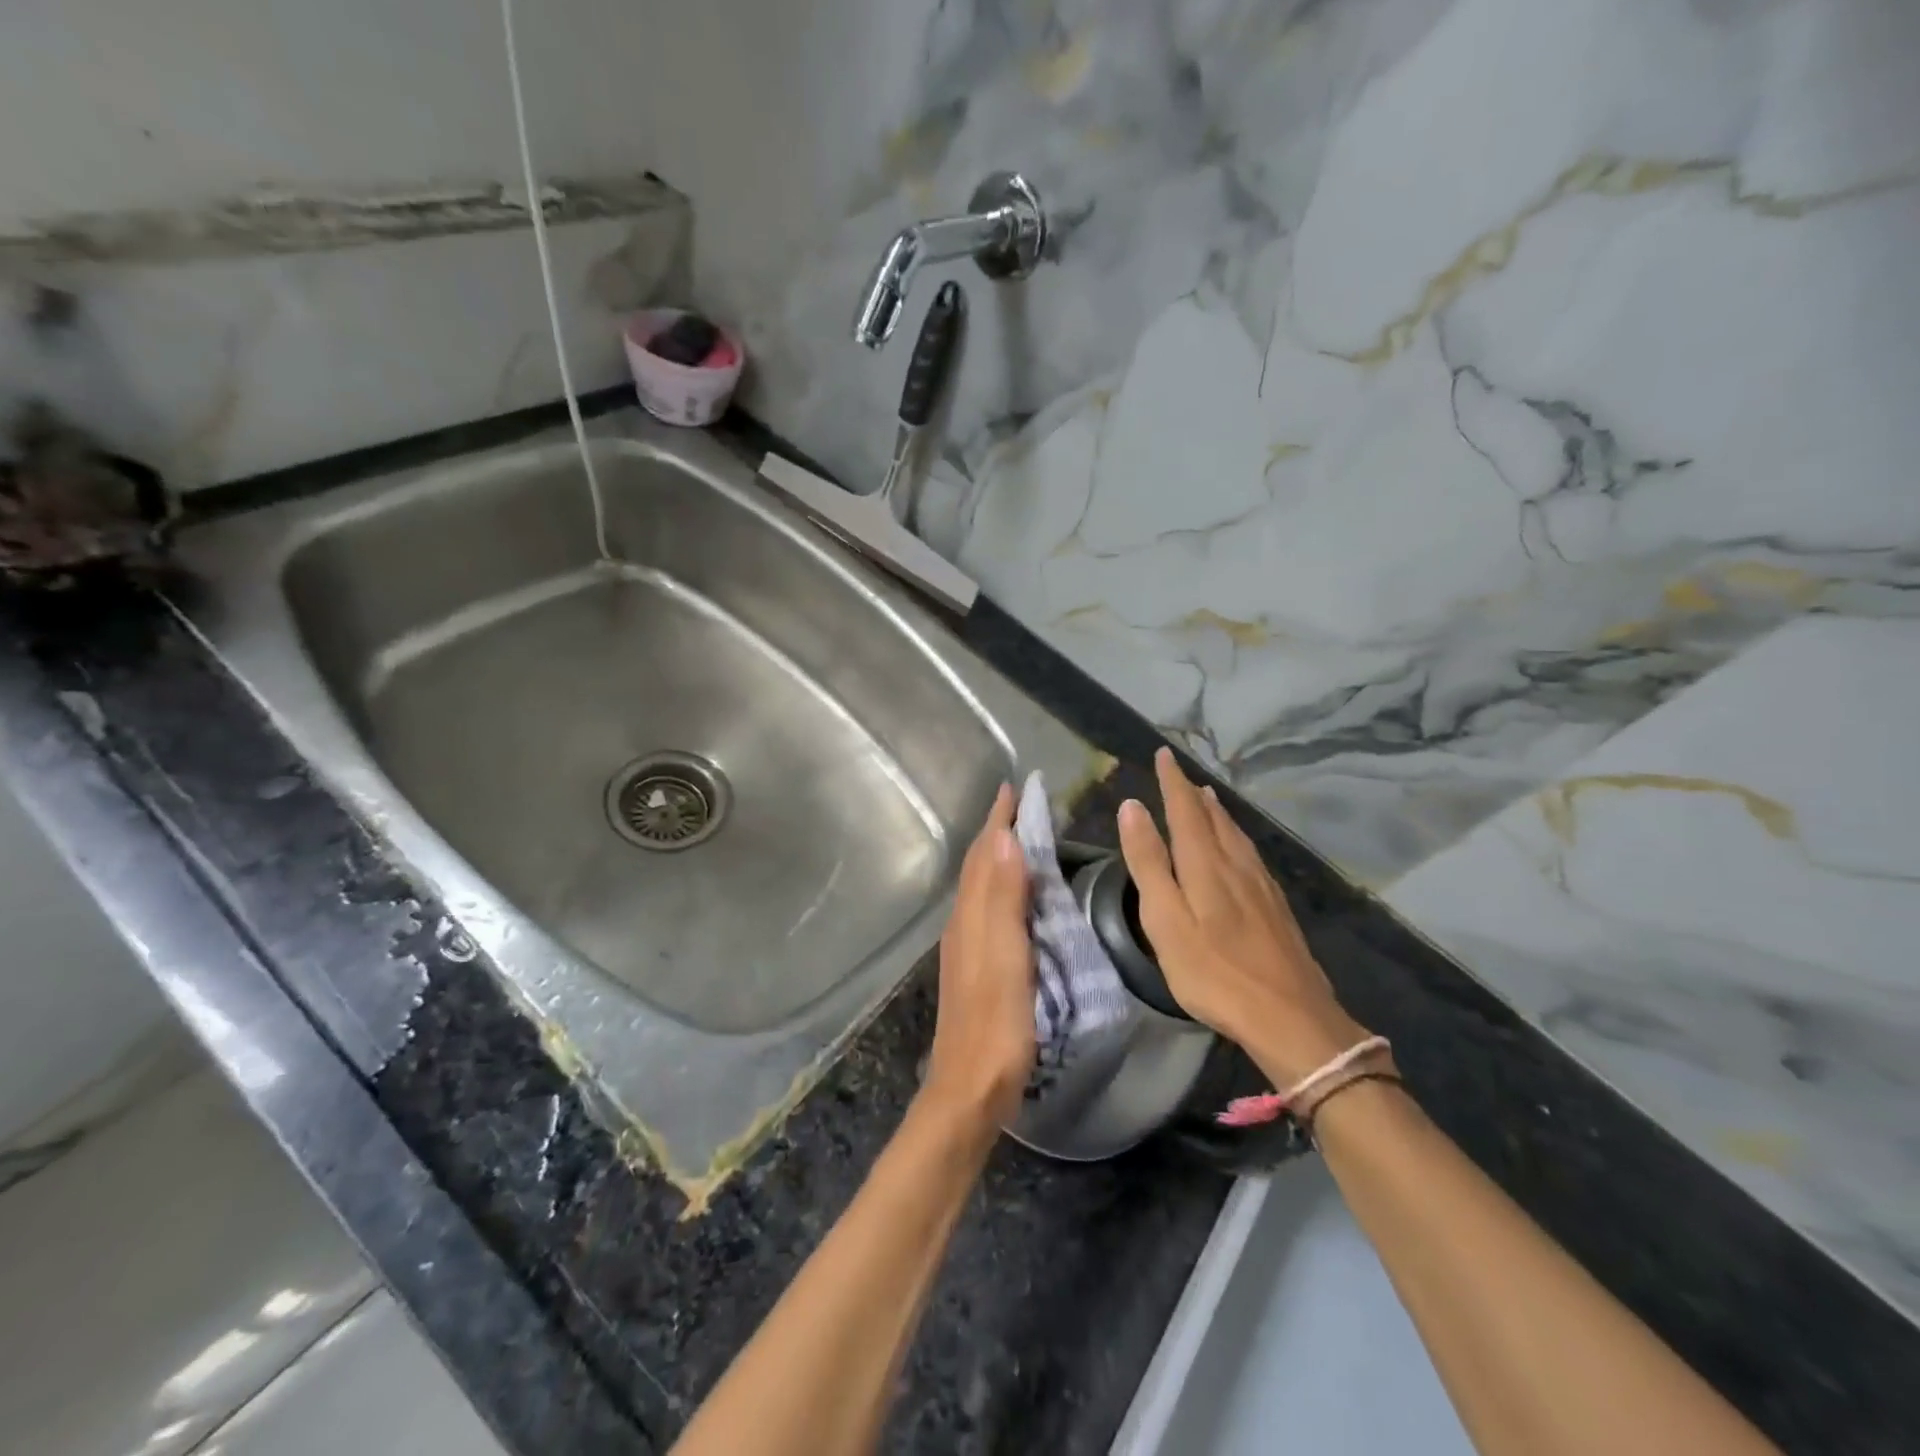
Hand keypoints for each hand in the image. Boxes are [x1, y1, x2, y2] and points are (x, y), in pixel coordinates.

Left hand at [921, 783, 1033, 1132]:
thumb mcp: (1006, 958)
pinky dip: (999, 887)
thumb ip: (1004, 899)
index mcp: (971, 917)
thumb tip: (1004, 837)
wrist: (968, 1089)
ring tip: (1018, 839)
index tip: (1012, 787)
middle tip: (1019, 805)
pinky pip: (985, 910)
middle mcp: (963, 925)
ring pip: (979, 887)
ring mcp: (966, 948)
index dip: (997, 820)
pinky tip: (1012, 899)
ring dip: (996, 858)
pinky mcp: (974, 968)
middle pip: (978, 866)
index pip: (984, 855)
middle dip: (996, 832)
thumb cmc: (995, 1025)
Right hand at [1118, 748, 1369, 1085]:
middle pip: (1213, 817)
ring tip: (1207, 797)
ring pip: (1236, 834)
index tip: (1164, 754)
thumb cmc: (1213, 972)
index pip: (1184, 809)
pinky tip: (1239, 847)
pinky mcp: (1276, 906)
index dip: (1172, 781)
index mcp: (1204, 864)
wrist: (1290, 1017)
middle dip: (1193, 793)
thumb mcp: (1165, 920)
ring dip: (1217, 812)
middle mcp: (1235, 863)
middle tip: (1181, 773)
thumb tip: (1132, 807)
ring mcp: (1261, 885)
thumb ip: (1148, 862)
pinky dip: (1236, 836)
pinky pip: (1251, 853)